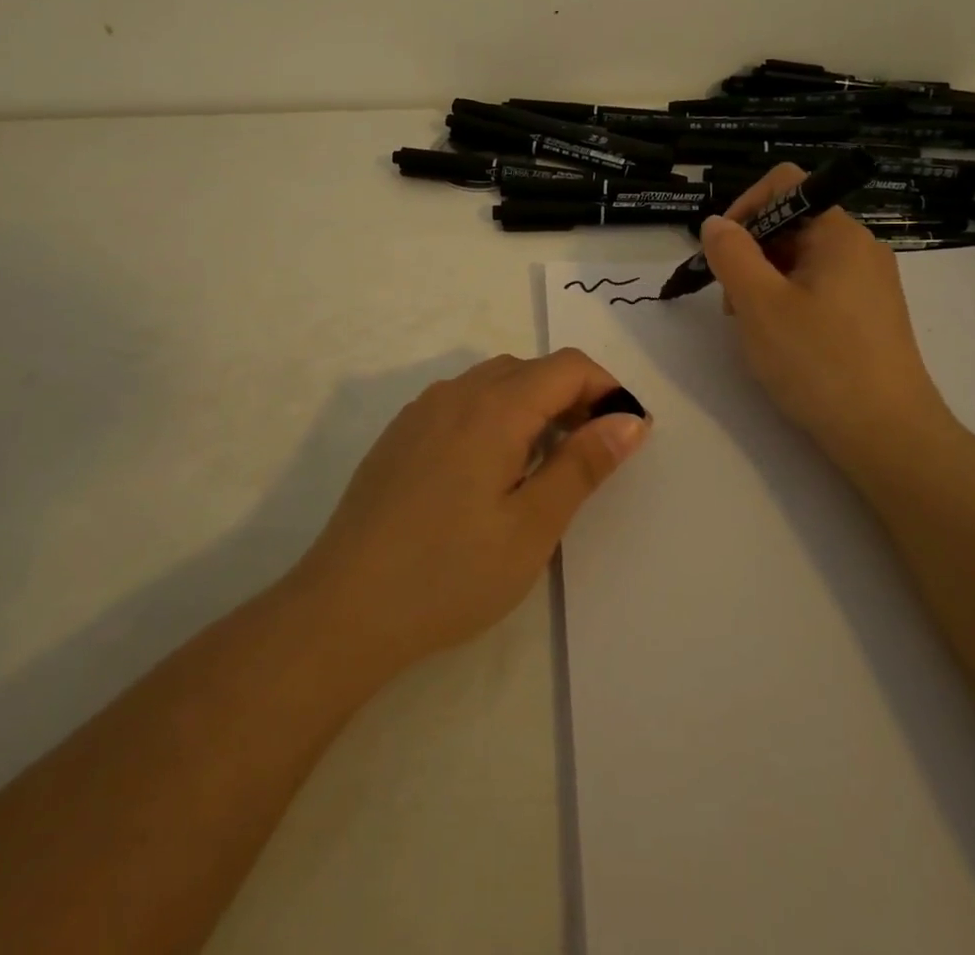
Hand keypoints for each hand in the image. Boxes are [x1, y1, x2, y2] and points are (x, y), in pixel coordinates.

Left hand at [289, 350, 649, 673]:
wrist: (344, 608)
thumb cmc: (450, 573)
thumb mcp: (532, 527)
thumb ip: (583, 465)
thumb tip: (629, 420)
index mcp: (495, 408)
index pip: (567, 366)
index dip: (607, 388)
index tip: (628, 431)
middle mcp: (457, 393)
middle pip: (531, 369)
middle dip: (573, 396)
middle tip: (592, 451)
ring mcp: (422, 411)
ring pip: (493, 382)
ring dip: (532, 404)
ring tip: (545, 461)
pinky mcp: (400, 434)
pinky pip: (460, 402)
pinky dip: (494, 414)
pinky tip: (489, 468)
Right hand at [698, 164, 954, 468]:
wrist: (888, 436)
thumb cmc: (819, 362)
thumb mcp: (759, 304)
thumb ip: (731, 254)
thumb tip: (716, 223)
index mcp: (839, 233)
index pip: (786, 185)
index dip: (744, 206)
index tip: (720, 252)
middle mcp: (860, 248)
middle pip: (791, 224)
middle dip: (750, 254)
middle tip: (731, 304)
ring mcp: (869, 283)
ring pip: (800, 260)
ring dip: (764, 282)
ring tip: (753, 329)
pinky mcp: (870, 315)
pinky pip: (818, 288)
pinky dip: (788, 303)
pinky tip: (780, 342)